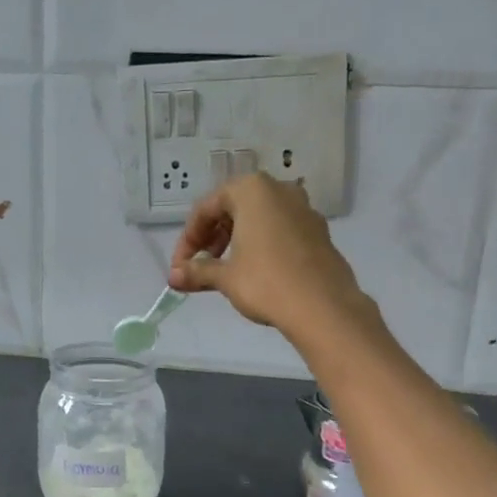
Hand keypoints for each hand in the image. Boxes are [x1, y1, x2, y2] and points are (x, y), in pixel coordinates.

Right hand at [168, 174, 370, 343]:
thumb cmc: (266, 282)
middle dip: (212, 237)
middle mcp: (279, 190)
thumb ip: (197, 271)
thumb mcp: (226, 276)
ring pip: (259, 218)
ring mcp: (303, 209)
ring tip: (226, 270)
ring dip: (236, 240)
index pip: (206, 208)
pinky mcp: (319, 231)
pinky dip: (262, 244)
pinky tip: (256, 271)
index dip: (188, 239)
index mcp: (251, 190)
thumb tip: (173, 276)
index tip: (180, 267)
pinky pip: (280, 230)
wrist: (323, 306)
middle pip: (233, 208)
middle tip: (201, 266)